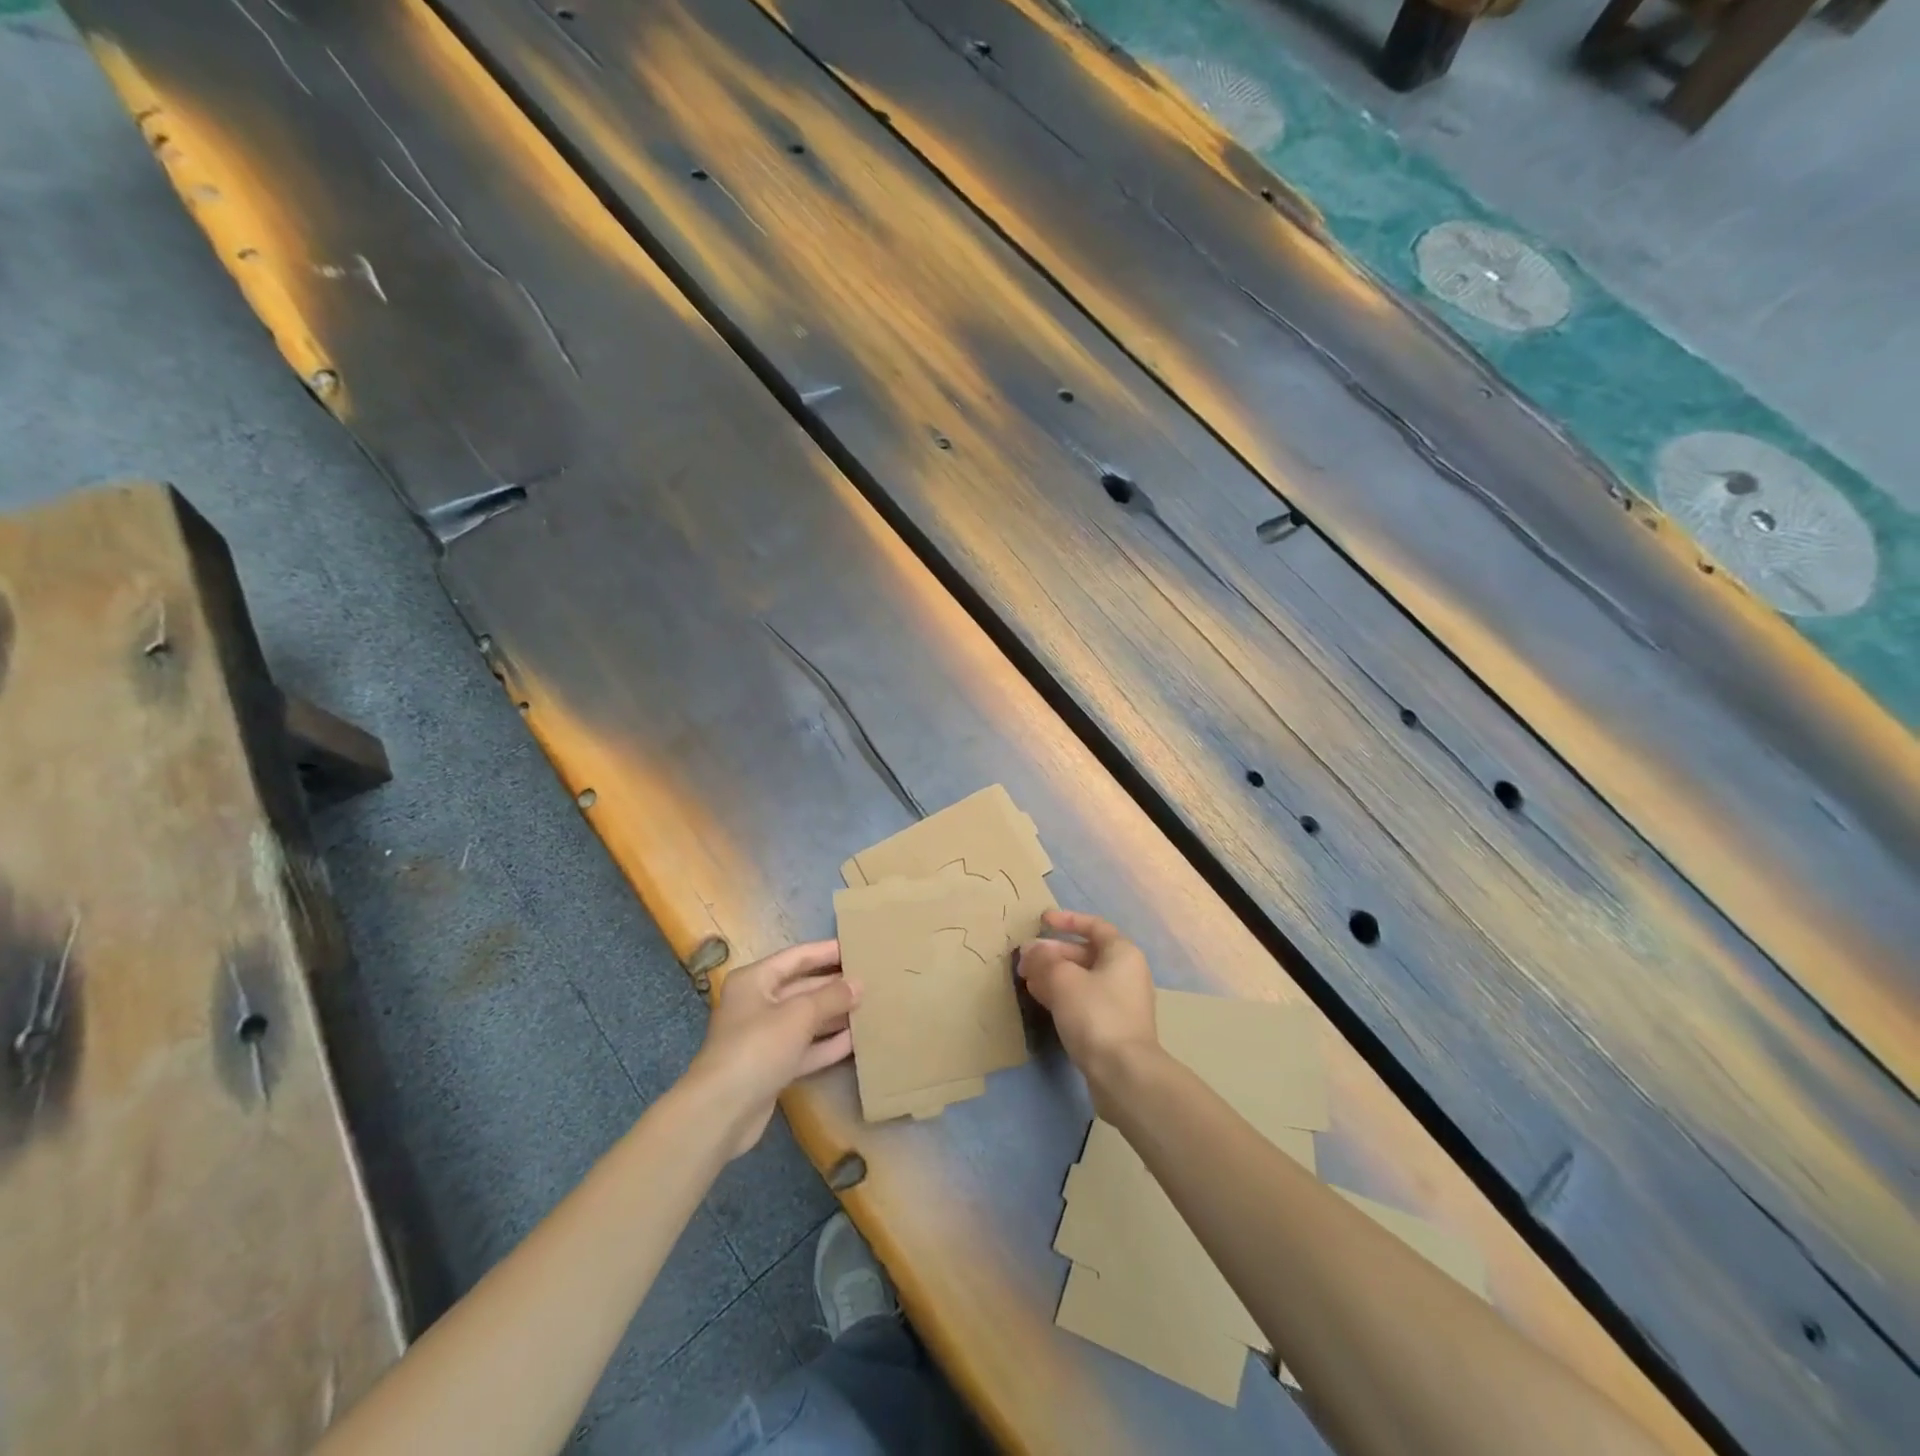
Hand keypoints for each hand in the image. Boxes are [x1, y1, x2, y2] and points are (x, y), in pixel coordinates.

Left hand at [688, 940, 859, 1157]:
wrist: (721, 1111)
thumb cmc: (758, 1046)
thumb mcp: (799, 1014)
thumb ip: (831, 996)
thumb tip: (858, 984)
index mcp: (755, 980)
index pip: (796, 957)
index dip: (826, 951)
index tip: (856, 948)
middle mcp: (757, 1004)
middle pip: (801, 988)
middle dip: (834, 986)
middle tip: (870, 980)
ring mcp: (764, 1038)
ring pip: (805, 1020)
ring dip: (834, 1015)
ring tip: (870, 1008)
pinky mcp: (771, 1068)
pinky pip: (804, 1049)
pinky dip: (827, 1044)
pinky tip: (856, 1040)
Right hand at [1017, 910, 1157, 1110]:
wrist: (1124, 1074)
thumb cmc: (1096, 1015)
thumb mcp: (1063, 980)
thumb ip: (1043, 960)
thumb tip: (1030, 951)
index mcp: (1122, 953)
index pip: (1093, 925)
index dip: (1067, 920)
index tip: (1041, 921)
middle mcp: (1126, 973)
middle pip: (1085, 953)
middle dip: (1053, 952)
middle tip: (1025, 957)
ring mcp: (1121, 1002)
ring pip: (1082, 978)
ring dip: (1054, 974)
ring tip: (1026, 977)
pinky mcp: (1112, 1027)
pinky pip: (1083, 1000)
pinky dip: (1062, 994)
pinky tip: (1039, 998)